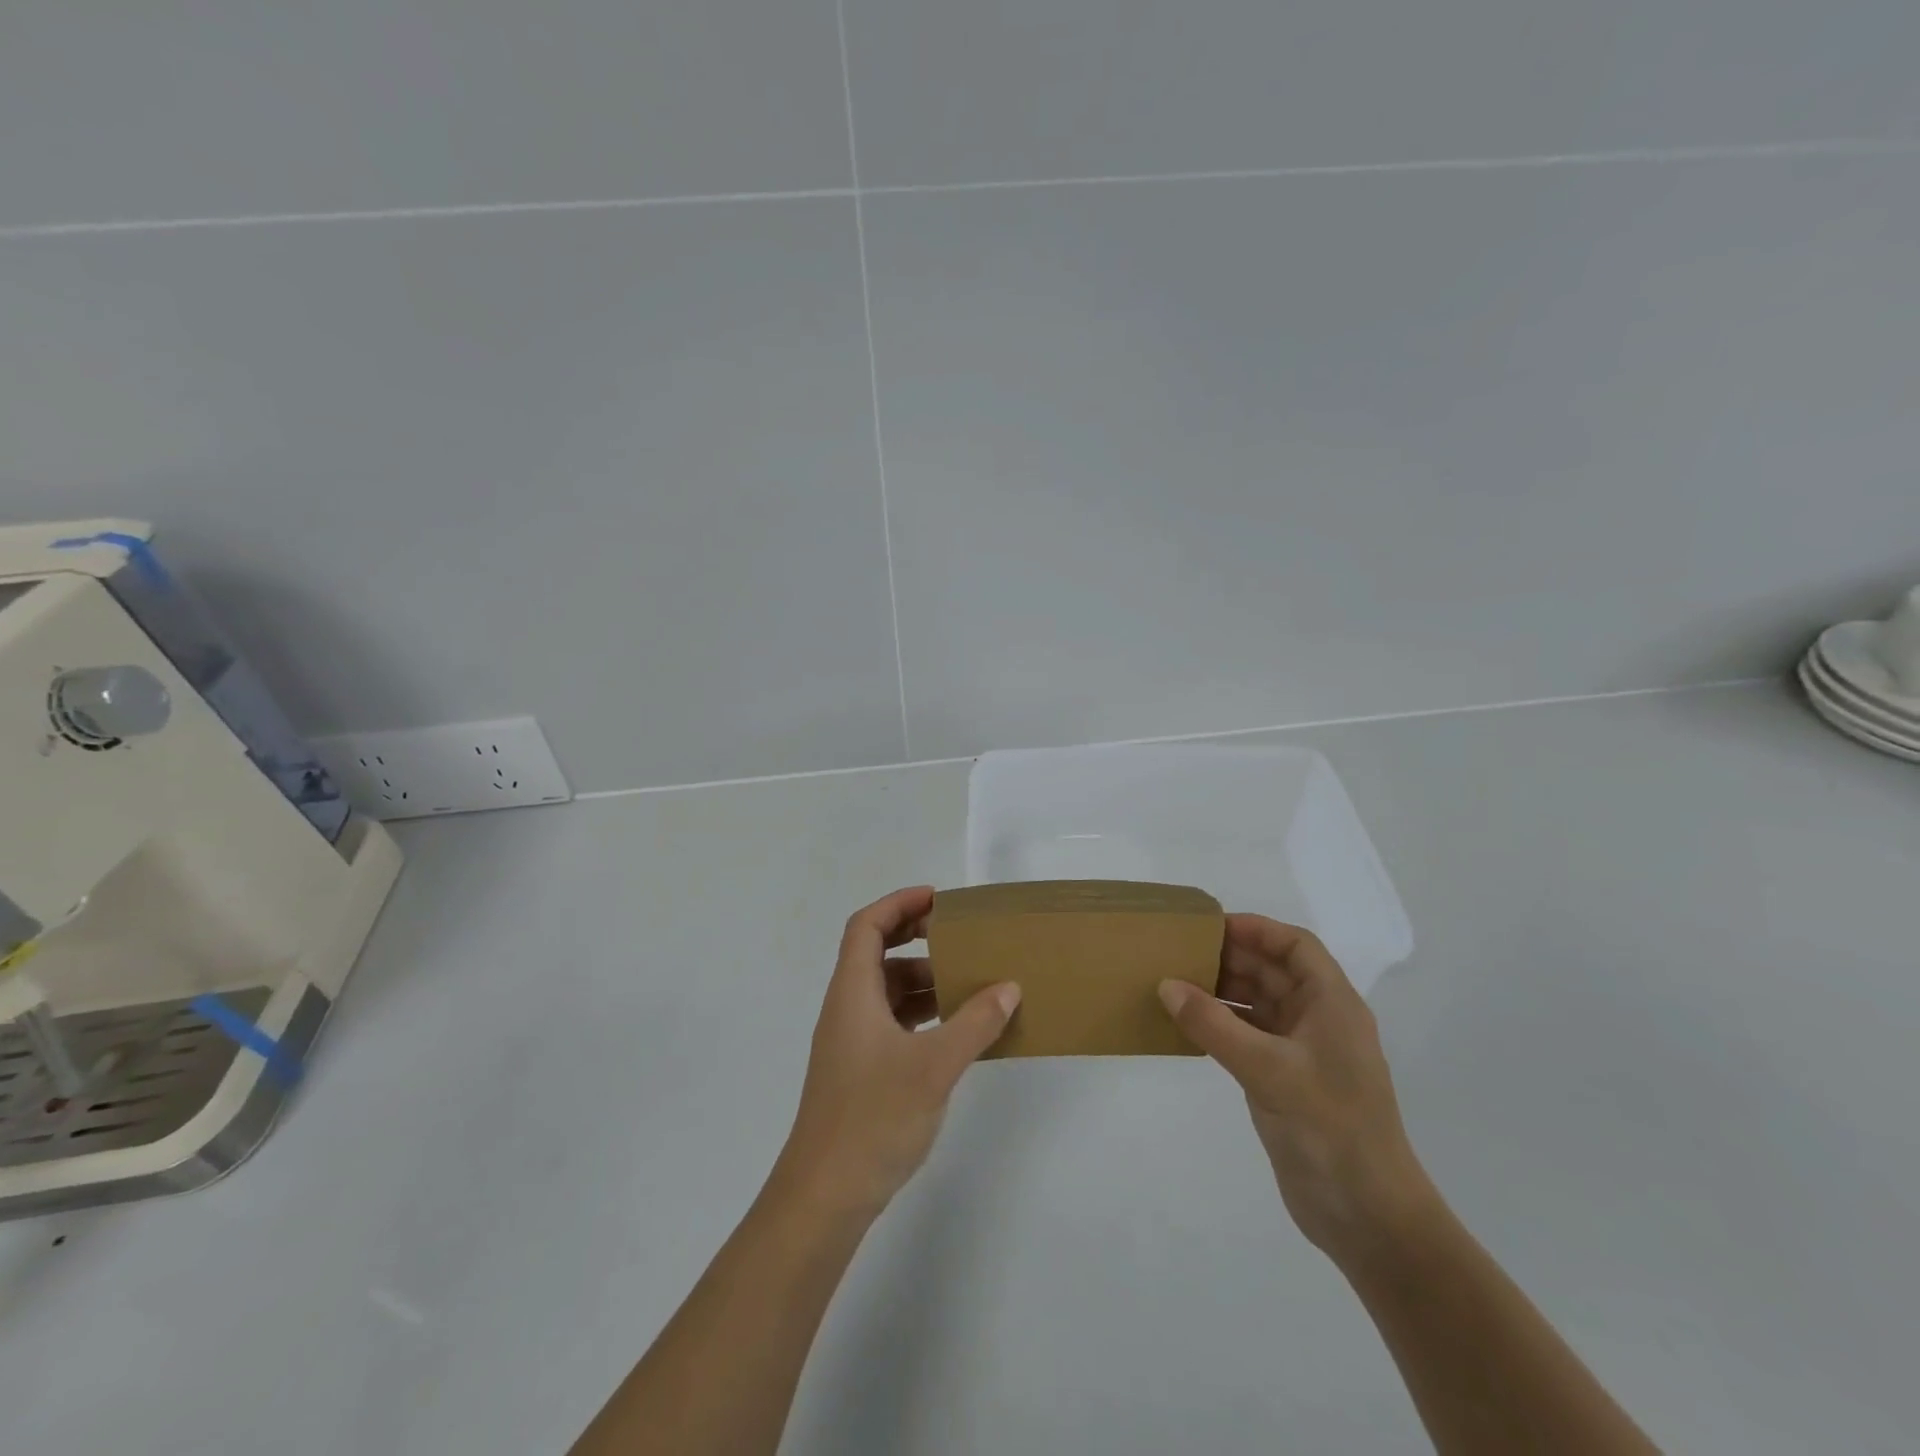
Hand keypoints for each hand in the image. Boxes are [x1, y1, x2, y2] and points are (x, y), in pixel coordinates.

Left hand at [778, 887, 1020, 1216]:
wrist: (825, 1194)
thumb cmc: (873, 1118)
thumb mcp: (934, 1065)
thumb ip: (974, 1023)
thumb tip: (1008, 987)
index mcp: (853, 993)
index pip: (867, 926)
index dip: (899, 904)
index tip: (938, 899)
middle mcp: (847, 1008)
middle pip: (876, 953)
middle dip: (915, 937)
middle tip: (957, 934)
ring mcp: (852, 1041)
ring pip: (886, 990)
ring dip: (923, 979)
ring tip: (968, 982)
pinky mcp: (862, 1069)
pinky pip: (893, 1022)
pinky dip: (922, 1014)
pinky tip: (956, 1029)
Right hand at [1159, 916, 1437, 1264]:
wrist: (1368, 1218)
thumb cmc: (1330, 1129)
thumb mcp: (1268, 1070)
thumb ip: (1214, 1026)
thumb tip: (1166, 985)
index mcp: (1333, 1005)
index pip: (1295, 946)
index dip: (1256, 929)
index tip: (1208, 926)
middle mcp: (1319, 1020)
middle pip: (1272, 971)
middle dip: (1229, 958)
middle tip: (1178, 952)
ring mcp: (1302, 1052)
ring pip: (1257, 1003)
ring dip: (1220, 991)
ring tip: (1173, 983)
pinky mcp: (1284, 1081)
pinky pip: (1247, 1036)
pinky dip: (1219, 1025)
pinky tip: (1186, 1024)